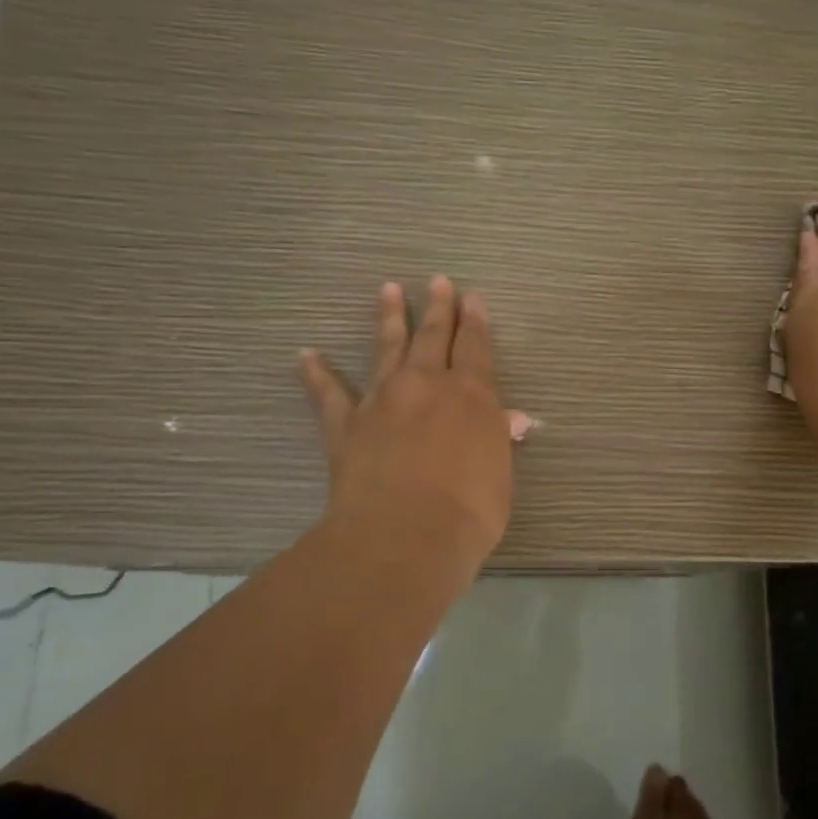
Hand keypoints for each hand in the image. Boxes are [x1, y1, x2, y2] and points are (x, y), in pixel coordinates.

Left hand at [300, 277, 519, 574]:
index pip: (476, 347)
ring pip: (387, 349)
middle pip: (433, 336)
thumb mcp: (499, 477)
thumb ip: (498, 440)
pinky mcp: (345, 424)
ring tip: (387, 290)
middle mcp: (427, 385)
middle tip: (437, 281)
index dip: (475, 321)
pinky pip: (327, 393)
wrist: (404, 537)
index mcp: (472, 395)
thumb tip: (511, 418)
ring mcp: (382, 400)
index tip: (472, 298)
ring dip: (389, 319)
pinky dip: (315, 373)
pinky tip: (305, 355)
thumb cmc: (468, 513)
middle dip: (438, 308)